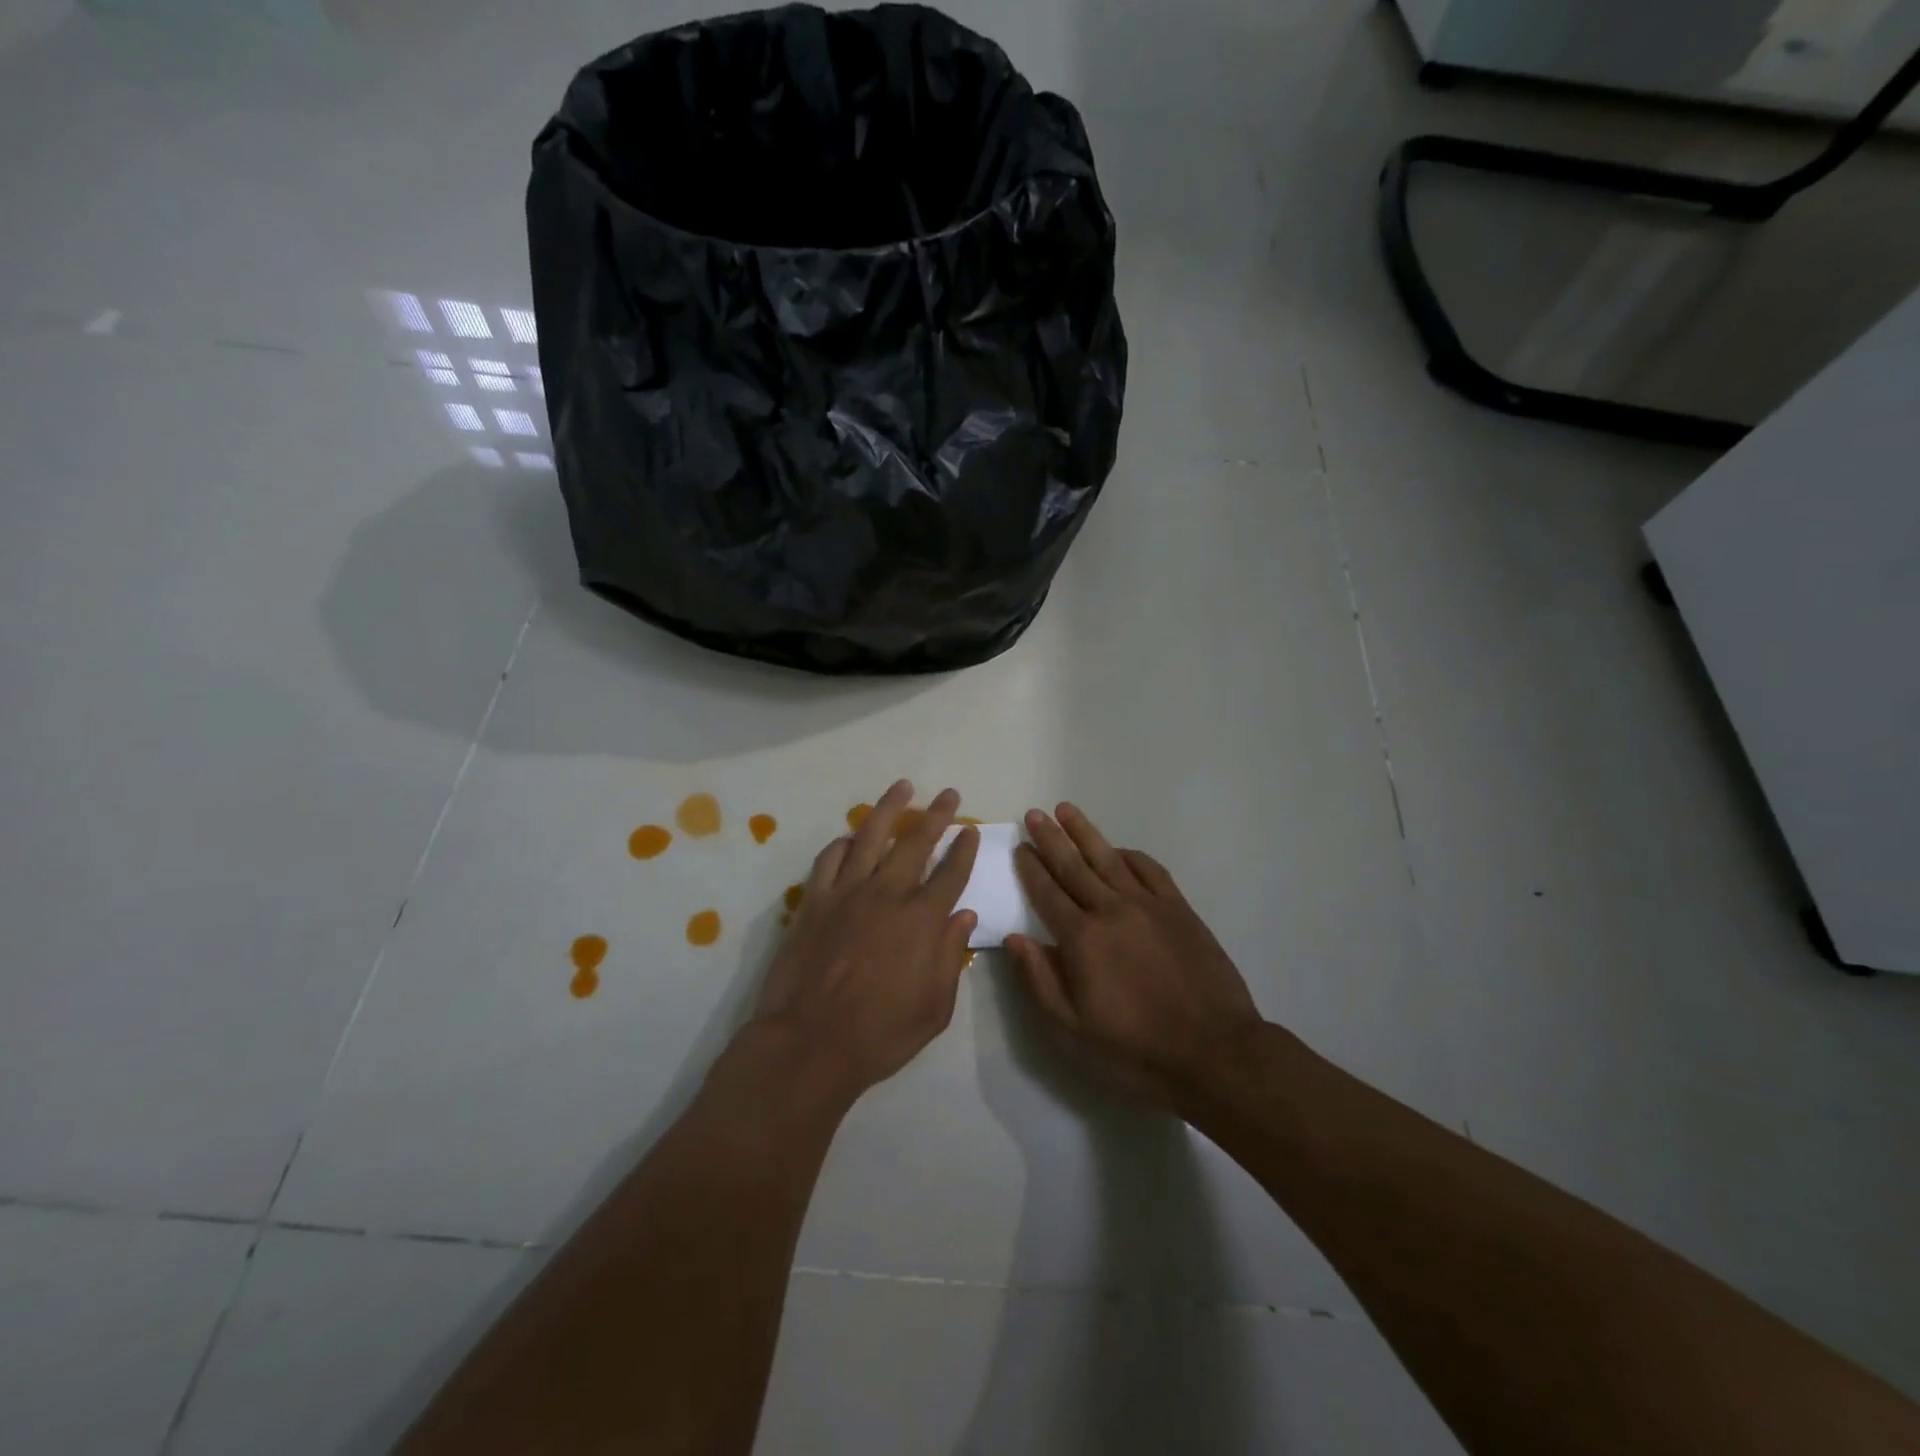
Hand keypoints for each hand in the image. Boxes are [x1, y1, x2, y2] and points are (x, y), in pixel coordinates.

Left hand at [748, 780, 980, 1102]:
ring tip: (901, 787)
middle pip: (917, 842)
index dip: (964, 849)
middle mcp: (888, 894)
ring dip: (889, 808)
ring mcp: (847, 893)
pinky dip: (843, 843)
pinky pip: (829, 859)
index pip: (952, 873)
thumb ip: (950, 957)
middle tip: (948, 794)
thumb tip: (964, 916)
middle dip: (937, 815)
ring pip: (871, 836)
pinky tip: (850, 838)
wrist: (809, 1042)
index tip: (971, 831)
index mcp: (922, 920)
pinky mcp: (814, 900)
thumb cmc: (880, 1034)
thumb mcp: (934, 1008)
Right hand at [1006, 805, 1262, 1105]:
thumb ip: (1039, 979)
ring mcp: (1148, 905)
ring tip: (1067, 810)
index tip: (1020, 847)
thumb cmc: (1135, 1047)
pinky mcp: (1179, 909)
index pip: (1047, 893)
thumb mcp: (1073, 1027)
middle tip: (1035, 814)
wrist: (1213, 1051)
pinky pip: (1150, 870)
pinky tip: (1119, 849)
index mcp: (1082, 939)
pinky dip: (1130, 855)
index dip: (1031, 869)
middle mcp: (1111, 910)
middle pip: (1074, 866)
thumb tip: (1014, 937)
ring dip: (1086, 833)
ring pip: (1109, 858)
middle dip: (1051, 839)